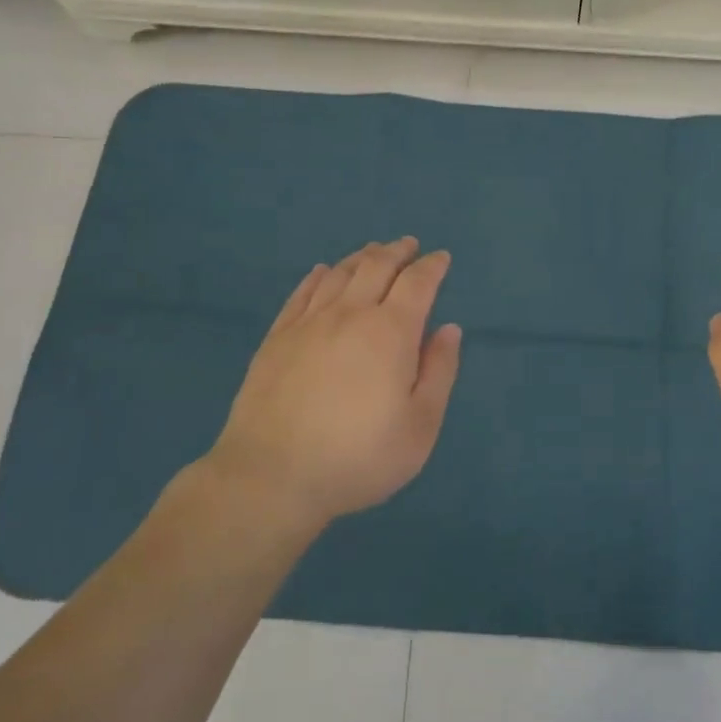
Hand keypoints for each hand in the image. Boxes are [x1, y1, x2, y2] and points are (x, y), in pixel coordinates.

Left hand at [209, 237, 461, 532]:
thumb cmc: (358, 457)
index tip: (441, 258)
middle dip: (398, 251)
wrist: (272, 476)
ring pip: (339, 273)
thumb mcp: (420, 427)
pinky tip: (323, 272)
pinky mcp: (277, 337)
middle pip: (377, 266)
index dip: (432, 266)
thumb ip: (439, 372)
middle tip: (409, 245)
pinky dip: (319, 275)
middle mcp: (350, 314)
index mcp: (390, 332)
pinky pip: (302, 292)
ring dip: (362, 257)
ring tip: (373, 252)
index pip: (417, 283)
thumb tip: (448, 329)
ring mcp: (309, 322)